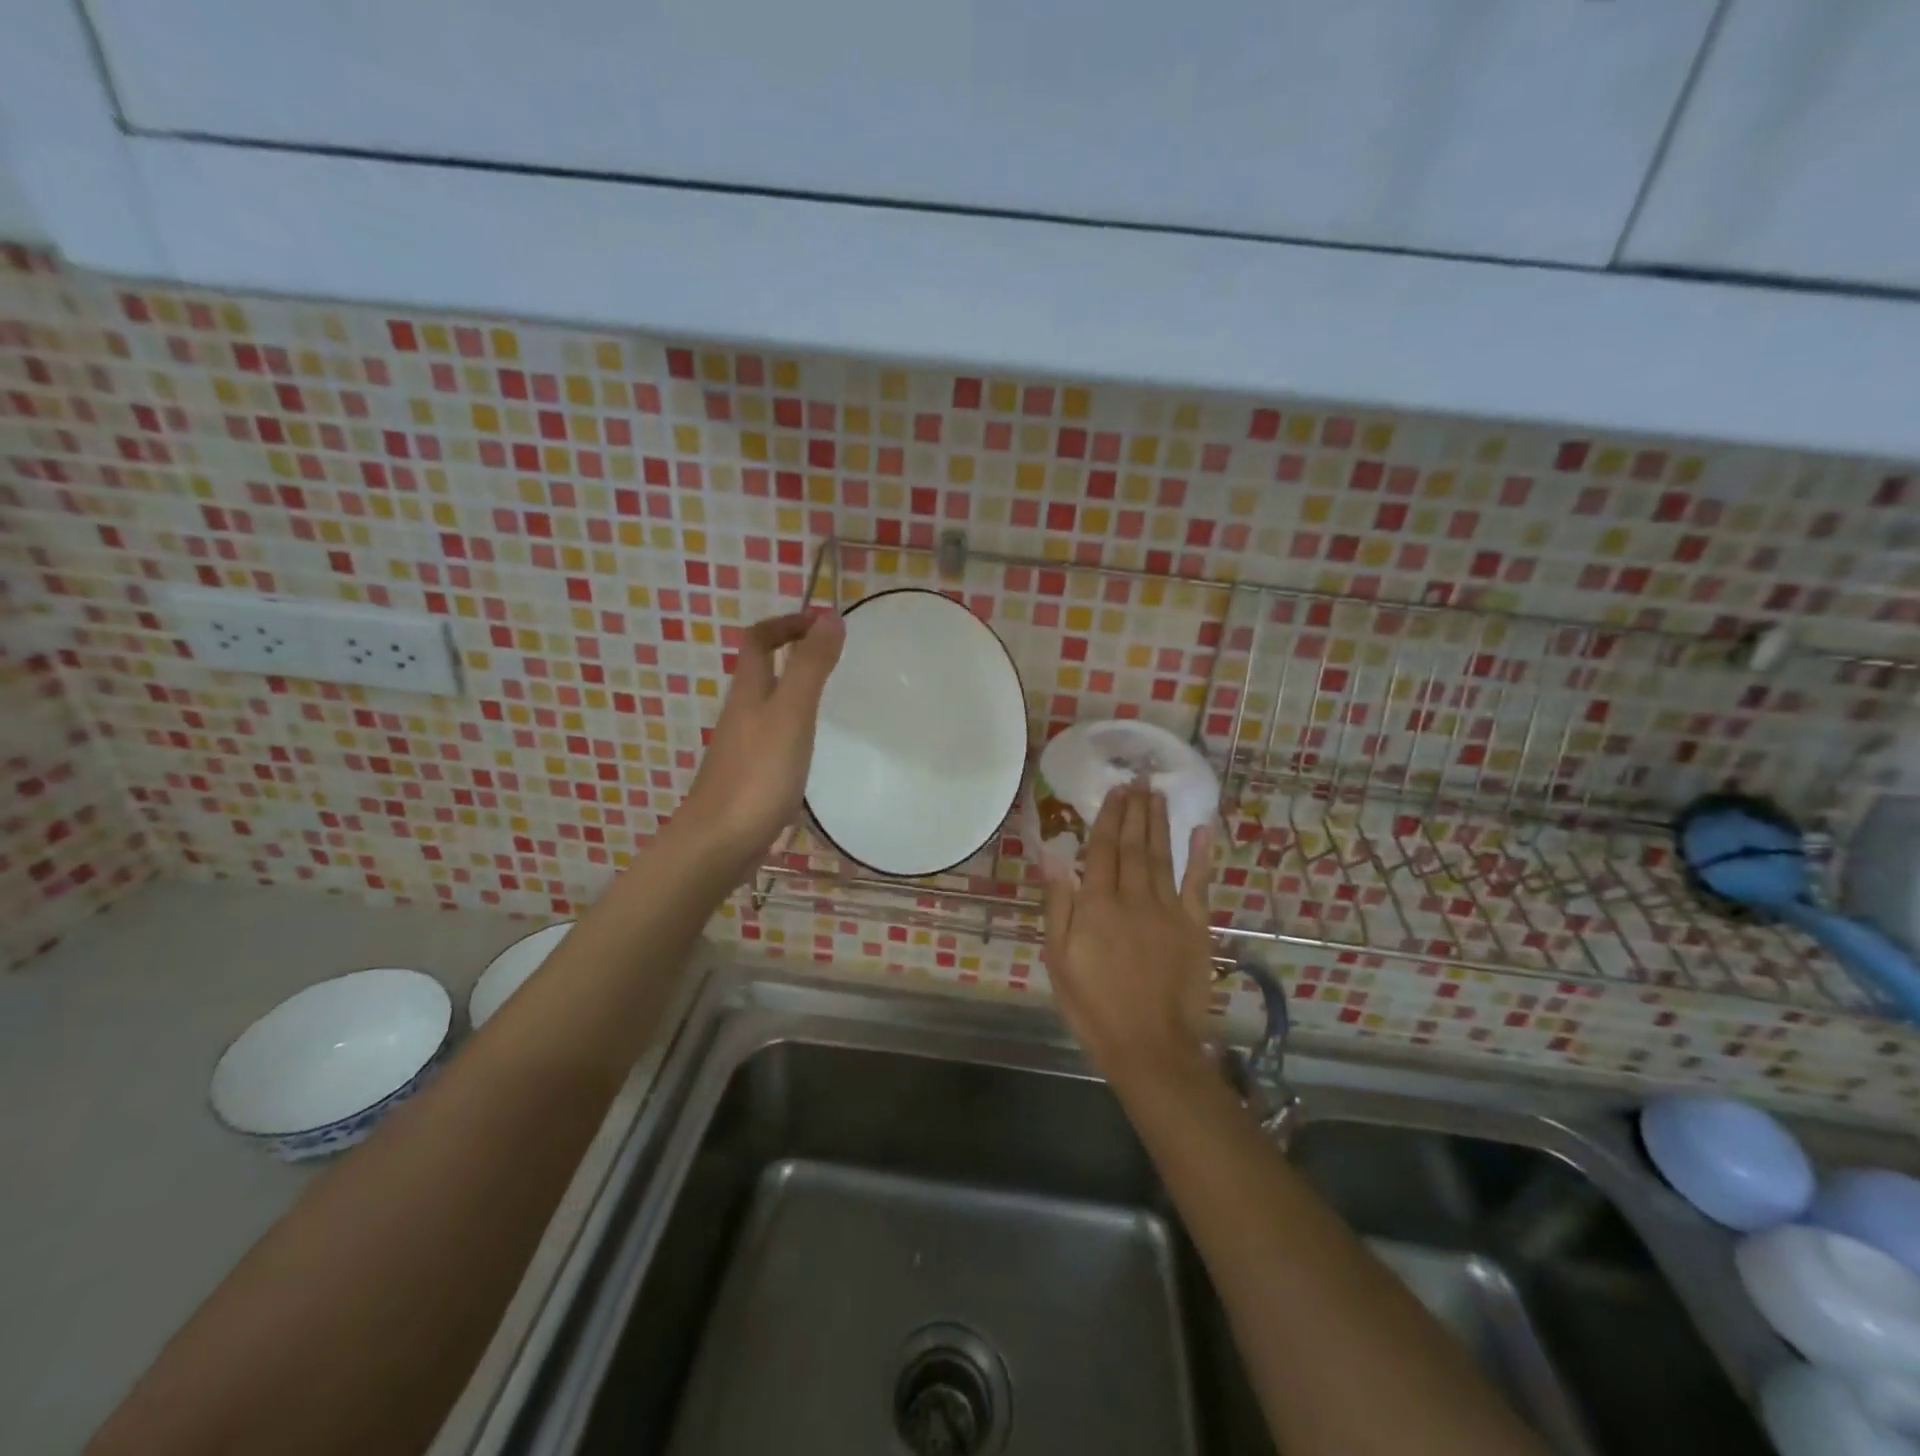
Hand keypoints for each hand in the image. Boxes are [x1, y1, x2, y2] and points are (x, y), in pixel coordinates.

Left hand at [675, 611, 844, 876]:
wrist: (719, 843)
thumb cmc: (757, 775)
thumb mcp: (791, 714)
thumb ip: (810, 667)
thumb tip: (829, 617)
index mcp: (749, 692)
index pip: (760, 640)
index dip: (788, 623)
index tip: (825, 623)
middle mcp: (742, 713)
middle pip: (762, 671)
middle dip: (794, 654)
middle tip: (836, 658)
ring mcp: (744, 747)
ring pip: (769, 705)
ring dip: (796, 691)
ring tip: (833, 698)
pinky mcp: (751, 776)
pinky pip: (774, 738)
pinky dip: (796, 728)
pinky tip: (815, 747)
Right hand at [1042, 781, 1215, 1082]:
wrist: (1150, 1045)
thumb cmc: (1094, 1006)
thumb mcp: (1059, 959)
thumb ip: (1058, 905)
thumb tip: (1053, 856)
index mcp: (1097, 905)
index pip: (1102, 849)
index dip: (1109, 818)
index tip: (1115, 791)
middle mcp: (1133, 897)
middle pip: (1134, 845)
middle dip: (1136, 810)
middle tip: (1139, 779)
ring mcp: (1168, 910)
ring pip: (1162, 855)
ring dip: (1160, 822)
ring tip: (1157, 794)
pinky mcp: (1195, 926)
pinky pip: (1198, 883)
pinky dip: (1201, 855)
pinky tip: (1202, 830)